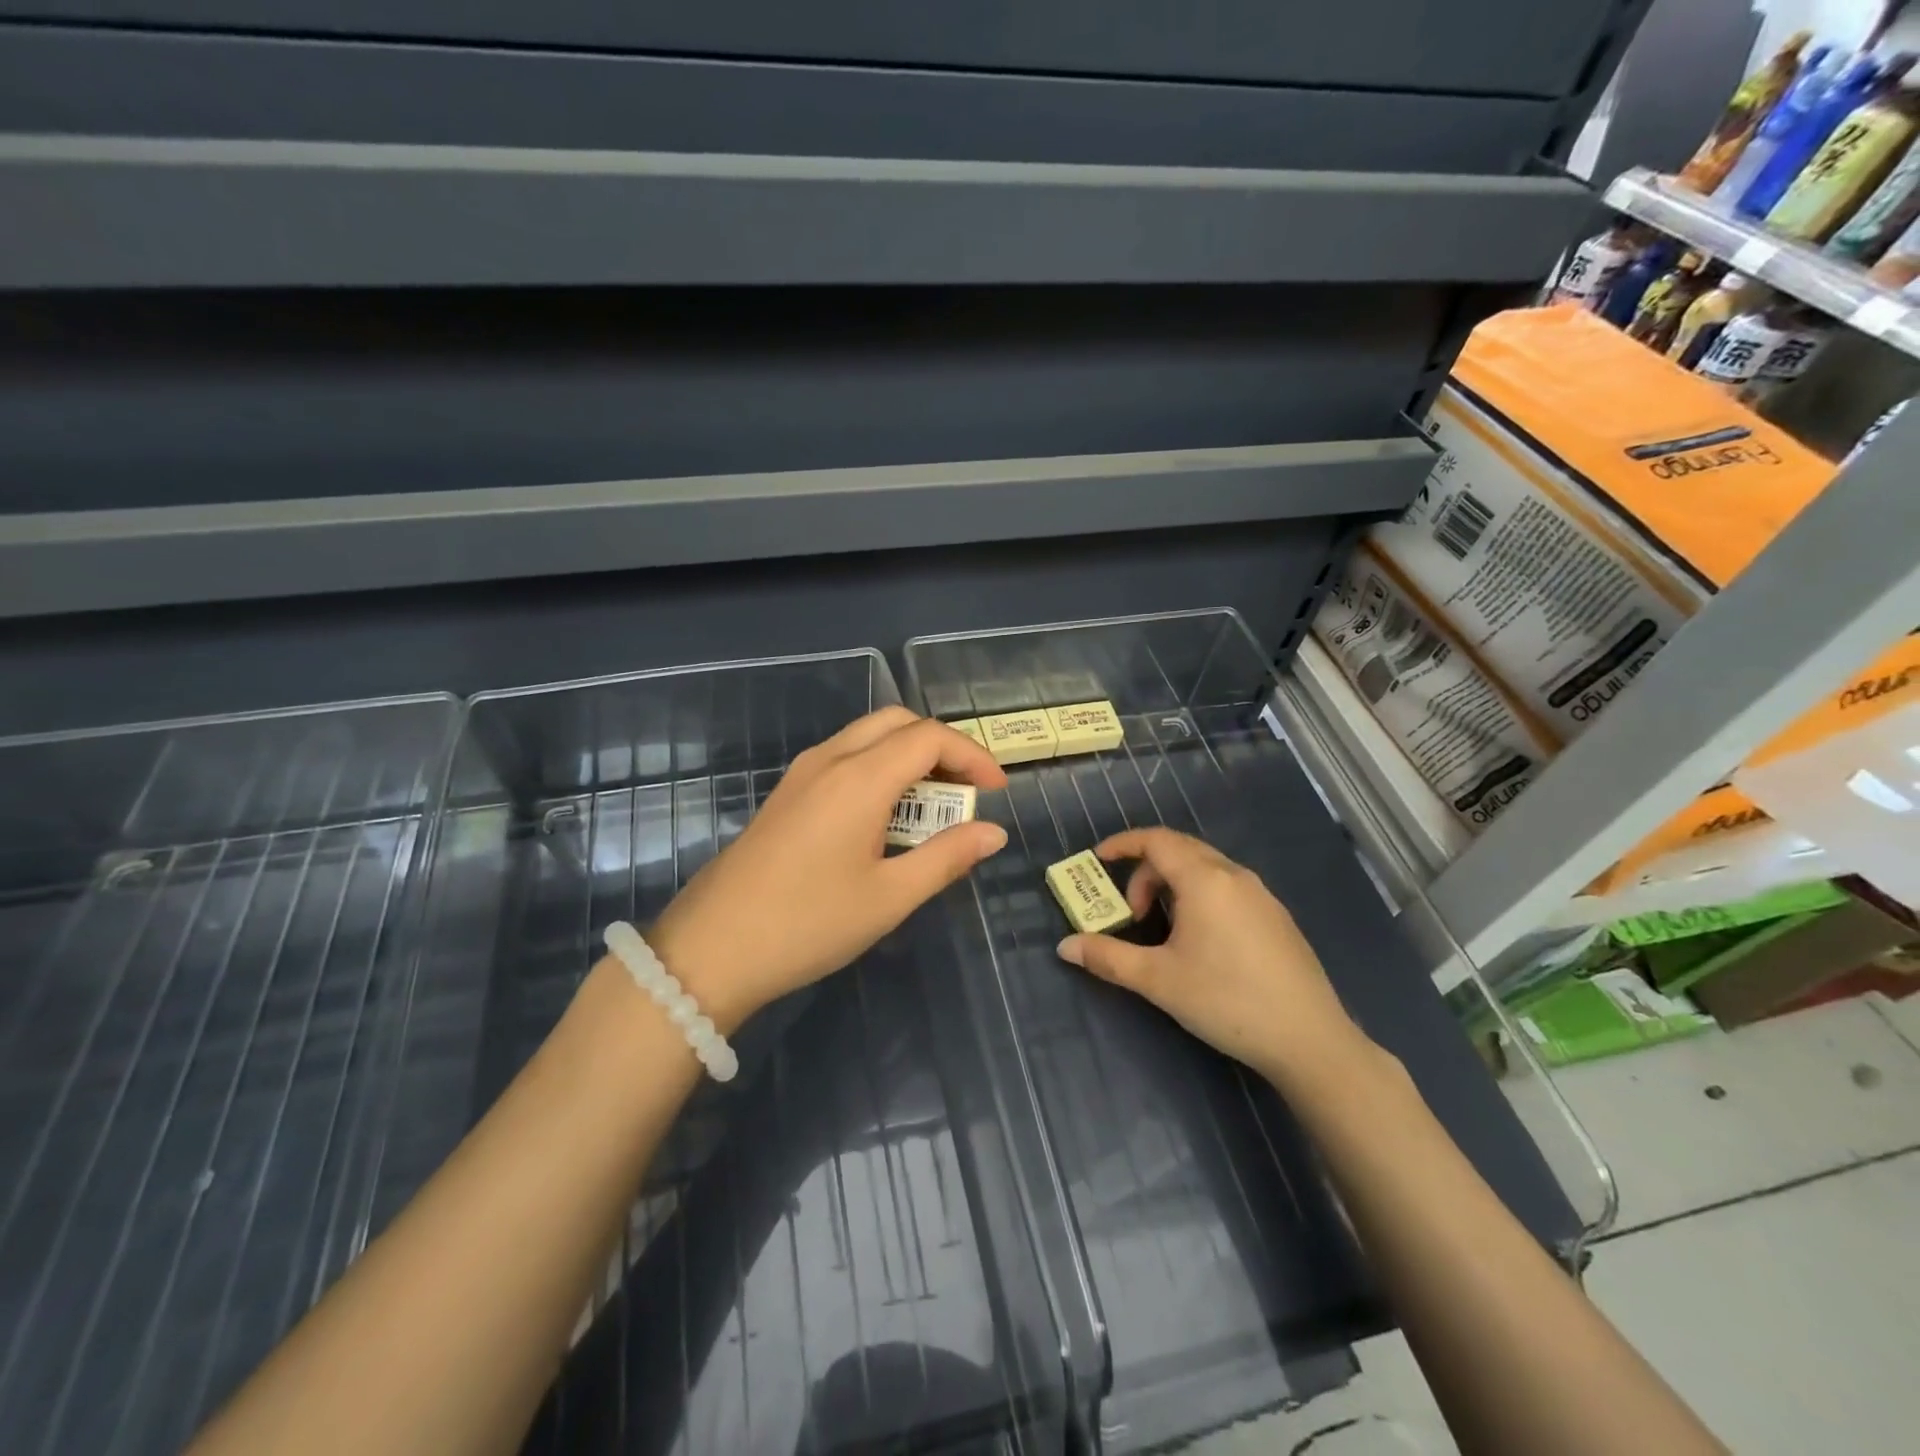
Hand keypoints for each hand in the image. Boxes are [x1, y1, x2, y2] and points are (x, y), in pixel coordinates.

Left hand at [645, 707, 1008, 1030]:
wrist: (711, 949)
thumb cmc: (808, 924)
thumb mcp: (889, 897)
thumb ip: (946, 857)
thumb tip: (993, 832)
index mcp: (860, 778)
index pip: (929, 737)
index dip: (972, 755)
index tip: (996, 791)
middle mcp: (830, 760)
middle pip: (897, 722)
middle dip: (941, 746)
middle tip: (966, 789)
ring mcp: (802, 773)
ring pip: (867, 735)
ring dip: (908, 755)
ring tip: (933, 804)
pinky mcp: (786, 793)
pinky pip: (844, 756)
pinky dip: (879, 766)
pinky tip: (886, 815)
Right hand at [1055, 828, 1370, 1089]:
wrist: (1309, 1039)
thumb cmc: (1226, 999)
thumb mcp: (1157, 980)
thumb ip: (1107, 957)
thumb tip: (1065, 947)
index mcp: (1205, 879)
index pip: (1156, 841)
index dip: (1123, 844)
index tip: (1099, 859)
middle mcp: (1235, 876)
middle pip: (1181, 850)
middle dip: (1146, 870)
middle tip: (1129, 910)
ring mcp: (1262, 895)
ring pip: (1207, 869)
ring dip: (1173, 884)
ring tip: (1162, 927)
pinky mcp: (1277, 918)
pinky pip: (1228, 887)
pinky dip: (1200, 896)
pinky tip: (1200, 941)